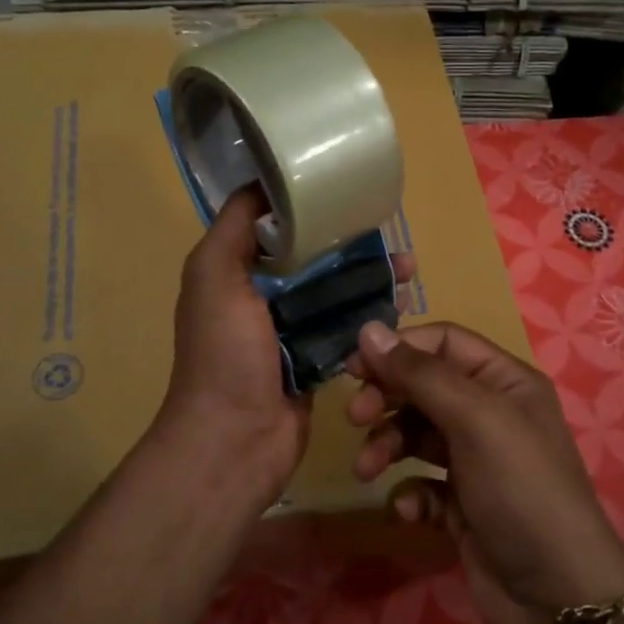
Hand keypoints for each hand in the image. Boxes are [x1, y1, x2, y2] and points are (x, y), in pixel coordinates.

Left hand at [158, 188, 415, 512]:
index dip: (309, 209)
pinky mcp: (315, 361)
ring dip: (369, 278)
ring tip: (410, 268)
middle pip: (312, 259)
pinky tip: (401, 304)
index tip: (347, 191)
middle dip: (351, 244)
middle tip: (392, 234)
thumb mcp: (213, 275)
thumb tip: (264, 182)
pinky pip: (346, 329)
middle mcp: (258, 298)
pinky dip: (370, 315)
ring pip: (334, 293)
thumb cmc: (224, 354)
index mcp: (233, 273)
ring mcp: (289, 332)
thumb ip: (234, 227)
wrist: (235, 441)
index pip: (274, 228)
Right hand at [346, 322, 623, 623]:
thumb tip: (368, 329)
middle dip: (387, 398)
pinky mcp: (461, 503)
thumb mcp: (475, 419)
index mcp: (504, 381)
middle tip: (356, 418)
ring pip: (415, 434)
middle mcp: (489, 413)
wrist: (556, 596)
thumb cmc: (520, 489)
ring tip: (367, 470)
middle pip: (423, 385)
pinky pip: (421, 482)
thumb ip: (420, 374)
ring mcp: (475, 460)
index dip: (398, 348)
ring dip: (387, 446)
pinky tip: (409, 510)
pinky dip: (408, 491)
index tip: (354, 366)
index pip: (442, 341)